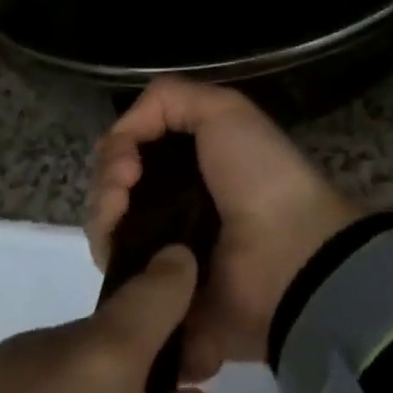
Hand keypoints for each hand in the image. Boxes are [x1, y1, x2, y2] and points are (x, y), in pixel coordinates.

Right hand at [89, 79, 359, 374]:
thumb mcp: (224, 109)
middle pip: (113, 185)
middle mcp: (173, 201)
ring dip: (103, 211)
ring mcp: (163, 250)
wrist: (288, 253)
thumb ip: (166, 99)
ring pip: (107, 226)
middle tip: (125, 183)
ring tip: (121, 210)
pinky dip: (110, 253)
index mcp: (190, 161)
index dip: (118, 147)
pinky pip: (117, 273)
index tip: (129, 158)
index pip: (131, 150)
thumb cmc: (259, 174)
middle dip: (107, 178)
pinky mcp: (158, 293)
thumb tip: (122, 132)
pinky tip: (121, 246)